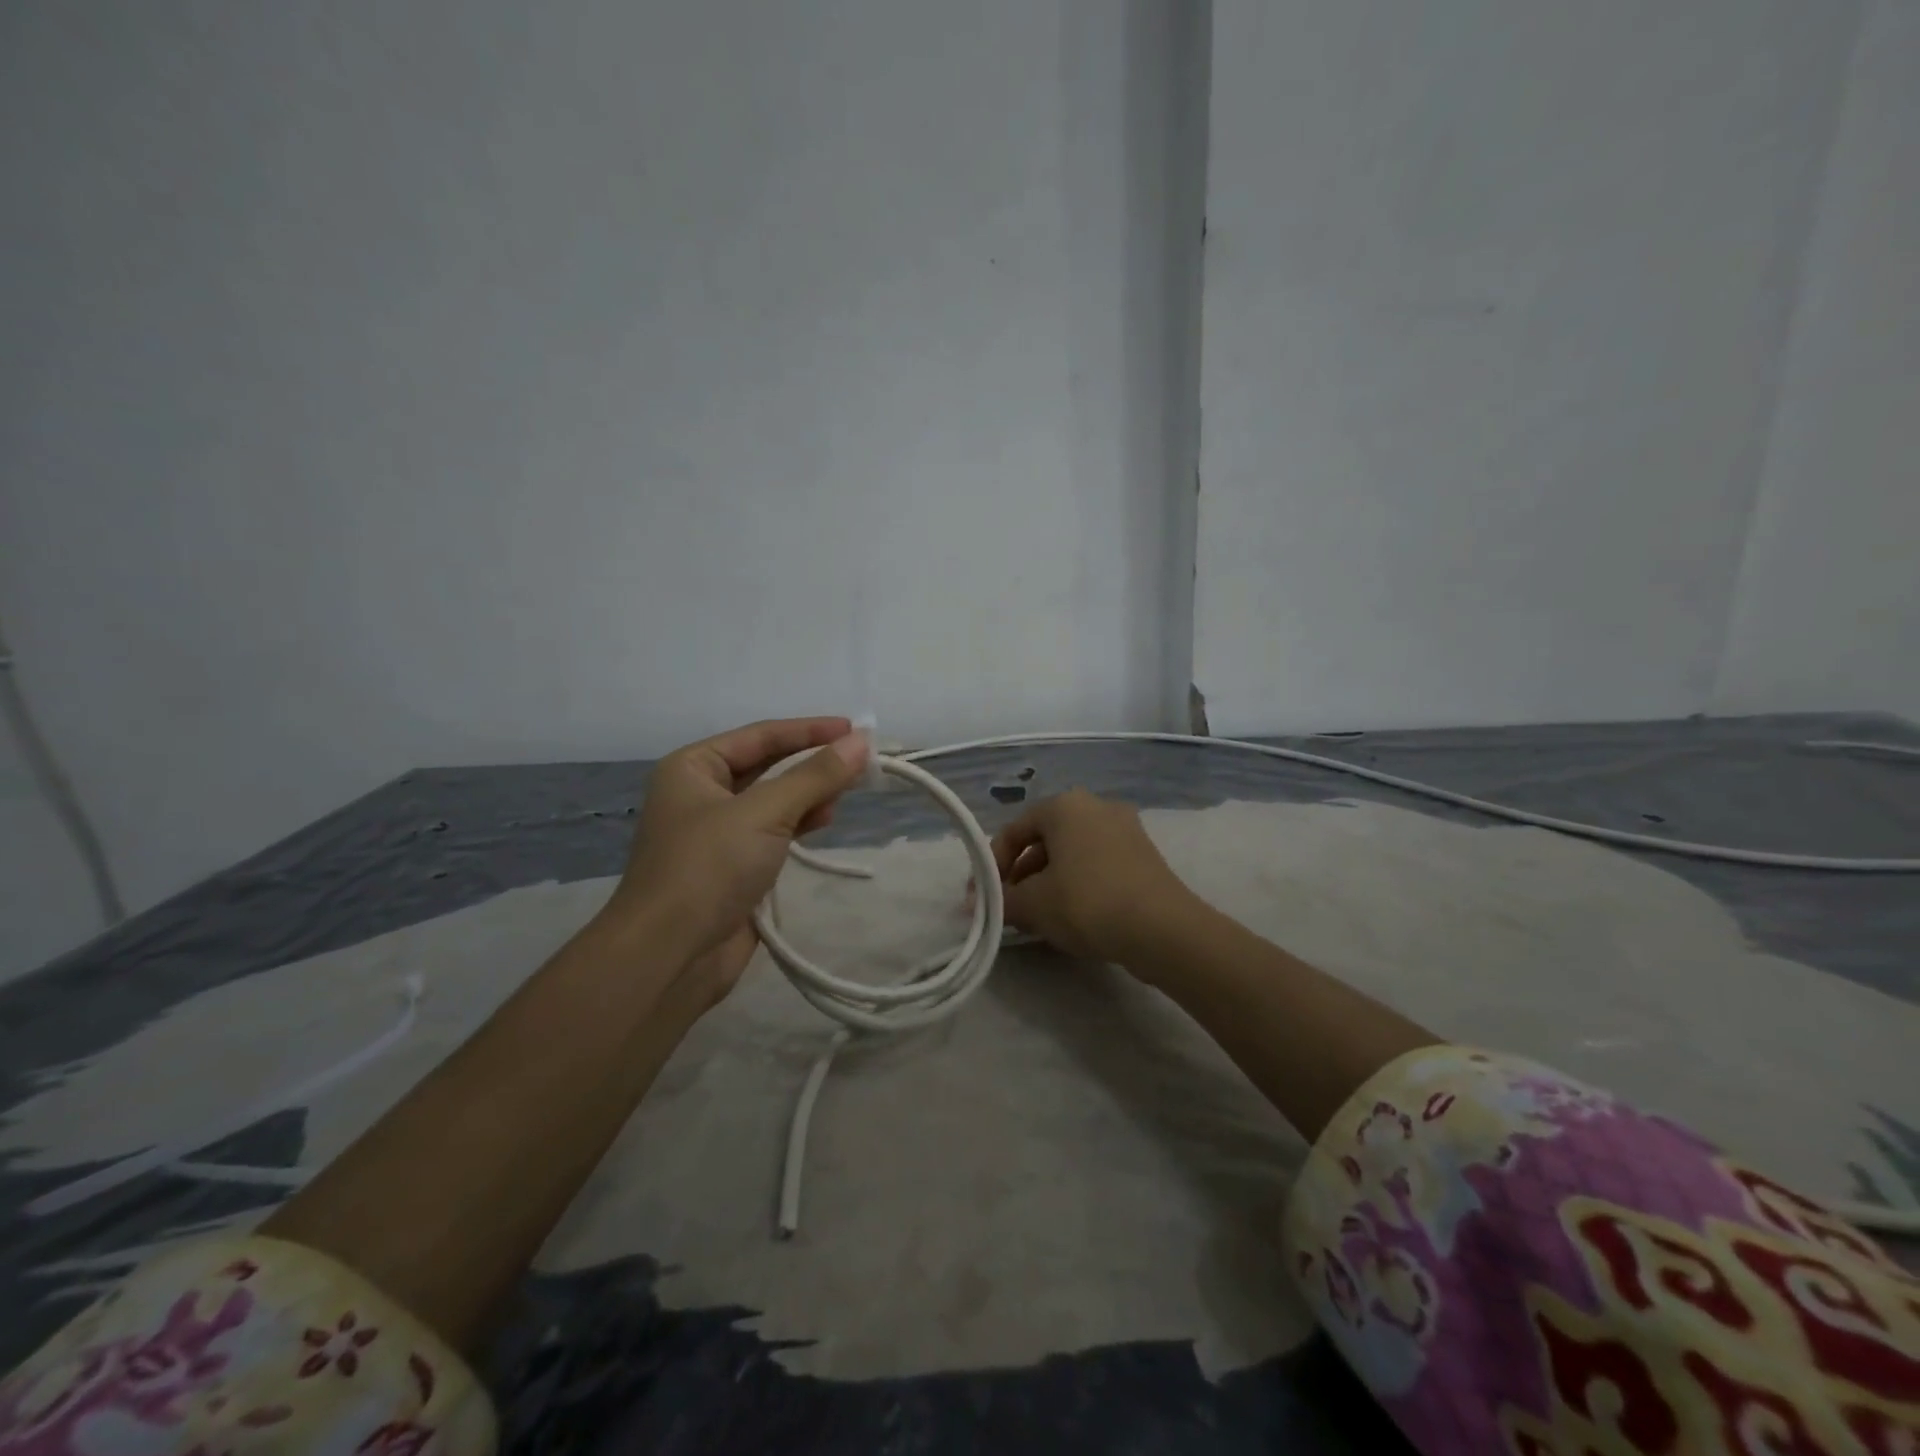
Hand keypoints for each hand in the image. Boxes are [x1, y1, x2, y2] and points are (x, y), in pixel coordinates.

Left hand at [607, 717, 869, 1001]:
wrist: (669, 955)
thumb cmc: (708, 867)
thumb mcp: (765, 812)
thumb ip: (815, 776)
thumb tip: (861, 741)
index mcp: (692, 768)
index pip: (761, 736)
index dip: (809, 730)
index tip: (854, 729)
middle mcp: (701, 794)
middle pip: (767, 766)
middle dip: (811, 764)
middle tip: (859, 764)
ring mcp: (716, 833)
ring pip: (773, 800)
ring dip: (808, 795)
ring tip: (844, 795)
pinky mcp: (732, 867)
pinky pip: (773, 832)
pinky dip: (799, 823)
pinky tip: (824, 821)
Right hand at [991, 789, 1195, 965]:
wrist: (1163, 929)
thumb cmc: (1088, 903)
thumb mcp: (1033, 904)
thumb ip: (1000, 900)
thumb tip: (974, 905)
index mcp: (1064, 806)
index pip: (1014, 830)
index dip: (993, 865)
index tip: (985, 898)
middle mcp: (1096, 806)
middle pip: (1044, 840)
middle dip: (1022, 875)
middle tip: (1011, 908)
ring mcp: (1125, 828)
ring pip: (1072, 853)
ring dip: (1049, 882)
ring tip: (1039, 917)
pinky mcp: (1144, 854)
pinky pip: (1097, 863)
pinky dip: (1078, 884)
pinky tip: (1073, 916)